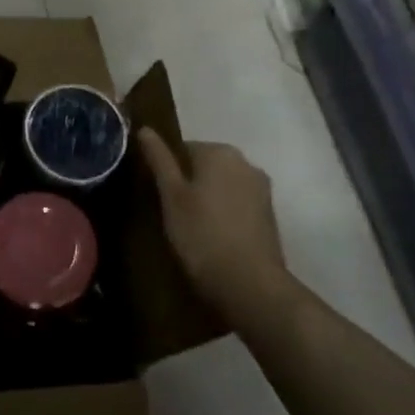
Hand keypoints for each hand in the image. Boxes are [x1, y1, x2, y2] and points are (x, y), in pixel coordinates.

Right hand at [139, 129, 293, 325]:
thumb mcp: (171, 196)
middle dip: (190, 183)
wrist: (251, 286)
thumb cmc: (202, 235)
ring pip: (223, 185)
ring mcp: (262, 189)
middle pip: (206, 165)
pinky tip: (214, 237)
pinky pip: (238, 204)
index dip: (168, 172)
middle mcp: (245, 162)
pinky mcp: (270, 215)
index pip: (183, 148)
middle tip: (172, 213)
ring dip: (209, 199)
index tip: (159, 196)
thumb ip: (159, 159)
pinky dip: (226, 214)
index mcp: (219, 151)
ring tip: (192, 228)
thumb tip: (145, 128)